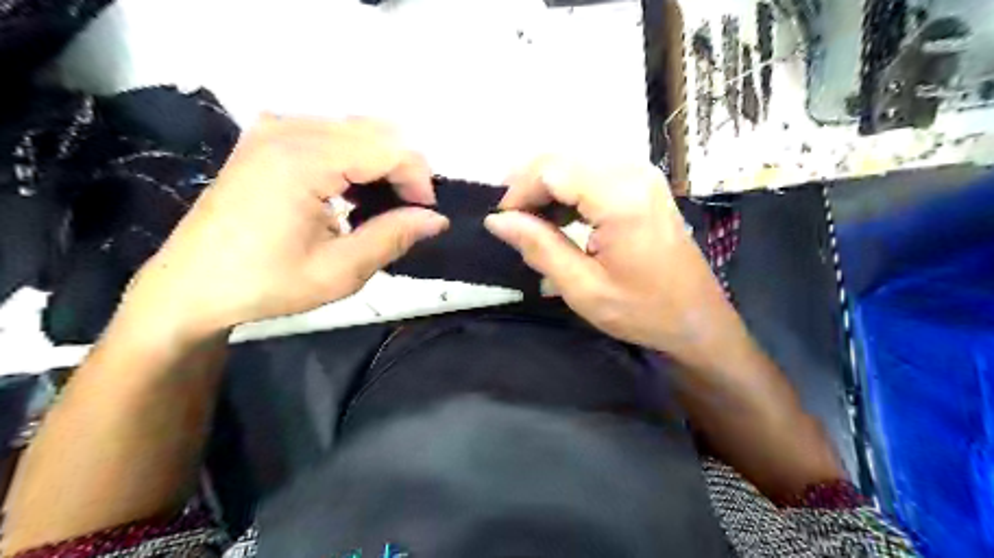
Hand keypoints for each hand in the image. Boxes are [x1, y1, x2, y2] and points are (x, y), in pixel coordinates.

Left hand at [119, 115, 450, 343]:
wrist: (191, 286)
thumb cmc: (266, 284)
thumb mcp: (339, 271)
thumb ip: (392, 237)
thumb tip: (435, 219)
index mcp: (304, 160)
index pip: (388, 148)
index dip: (419, 180)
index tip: (425, 215)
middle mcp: (289, 129)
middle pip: (375, 131)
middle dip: (403, 169)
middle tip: (408, 212)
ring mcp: (273, 128)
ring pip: (355, 129)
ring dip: (380, 163)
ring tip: (382, 205)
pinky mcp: (266, 138)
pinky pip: (329, 133)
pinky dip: (354, 158)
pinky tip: (351, 192)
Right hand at [486, 158, 749, 366]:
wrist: (698, 320)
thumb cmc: (643, 311)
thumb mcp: (583, 288)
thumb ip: (539, 247)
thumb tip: (497, 220)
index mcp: (620, 198)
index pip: (553, 169)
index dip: (519, 189)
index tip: (502, 221)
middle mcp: (633, 173)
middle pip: (563, 157)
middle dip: (530, 184)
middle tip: (511, 219)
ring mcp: (642, 175)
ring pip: (577, 160)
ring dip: (547, 185)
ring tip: (531, 220)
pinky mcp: (644, 184)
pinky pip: (595, 171)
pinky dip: (569, 188)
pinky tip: (560, 216)